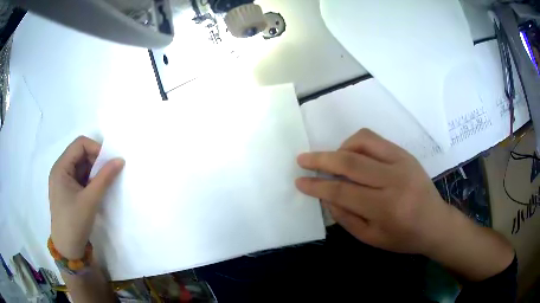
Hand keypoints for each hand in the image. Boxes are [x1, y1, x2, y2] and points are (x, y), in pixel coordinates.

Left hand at [49, 136, 123, 259]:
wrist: (67, 248)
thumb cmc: (74, 222)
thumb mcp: (91, 200)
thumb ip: (105, 178)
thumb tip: (120, 160)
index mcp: (61, 167)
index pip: (79, 144)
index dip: (95, 148)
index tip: (109, 163)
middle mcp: (60, 170)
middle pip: (80, 154)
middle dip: (96, 161)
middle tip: (108, 175)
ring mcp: (63, 181)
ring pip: (81, 167)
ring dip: (93, 172)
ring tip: (102, 186)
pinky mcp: (67, 191)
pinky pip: (80, 178)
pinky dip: (90, 181)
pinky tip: (95, 192)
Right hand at [295, 129, 450, 254]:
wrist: (435, 223)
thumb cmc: (403, 237)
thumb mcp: (371, 238)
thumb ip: (346, 218)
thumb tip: (325, 197)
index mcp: (385, 208)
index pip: (342, 192)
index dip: (317, 187)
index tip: (299, 182)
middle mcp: (394, 181)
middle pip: (350, 163)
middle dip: (321, 160)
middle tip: (302, 159)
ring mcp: (402, 162)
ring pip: (362, 142)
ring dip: (340, 148)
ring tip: (332, 160)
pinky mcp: (405, 153)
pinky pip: (375, 140)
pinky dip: (357, 143)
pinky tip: (352, 154)